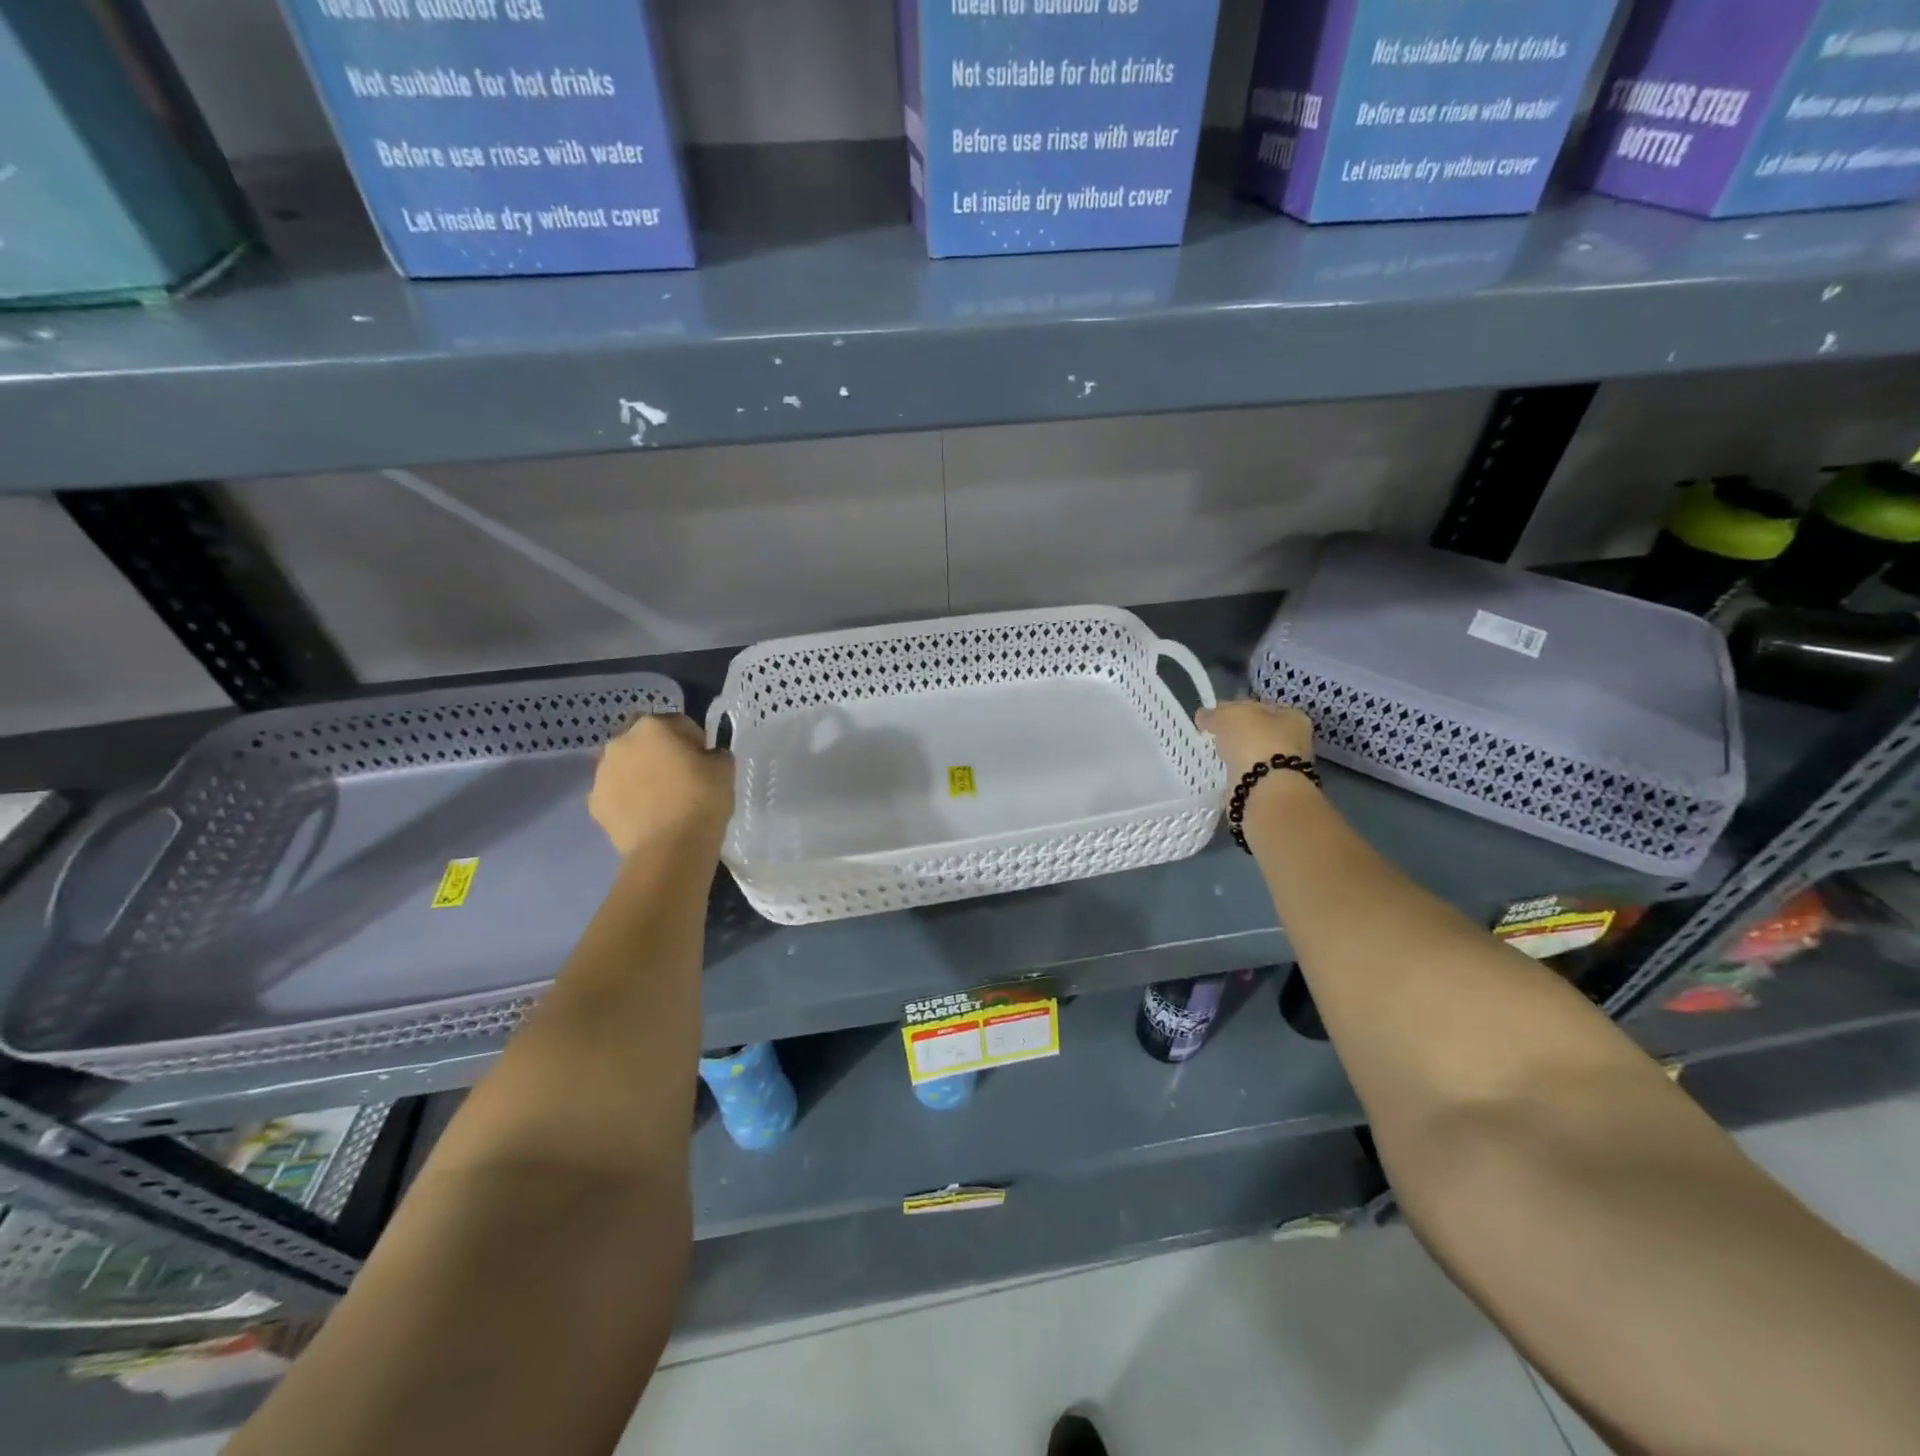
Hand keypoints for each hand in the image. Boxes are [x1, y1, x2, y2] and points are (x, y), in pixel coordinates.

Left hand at [589, 714, 734, 857]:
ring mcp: (602, 774)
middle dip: (660, 753)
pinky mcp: (594, 804)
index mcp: (652, 726)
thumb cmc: (701, 800)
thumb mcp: (724, 769)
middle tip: (681, 777)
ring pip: (626, 767)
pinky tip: (647, 816)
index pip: (678, 723)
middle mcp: (620, 743)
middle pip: (645, 741)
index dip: (695, 741)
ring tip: (662, 800)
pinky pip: (616, 794)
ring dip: (640, 774)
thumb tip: (707, 757)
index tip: (705, 761)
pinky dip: (628, 799)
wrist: (670, 849)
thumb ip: (715, 754)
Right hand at [1195, 699, 1313, 779]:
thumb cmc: (1254, 741)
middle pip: (1259, 731)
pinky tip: (1226, 772)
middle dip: (1238, 733)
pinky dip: (1239, 772)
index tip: (1216, 715)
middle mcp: (1295, 740)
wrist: (1265, 789)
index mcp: (1292, 716)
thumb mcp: (1228, 716)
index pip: (1260, 706)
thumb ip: (1214, 713)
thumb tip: (1203, 715)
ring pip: (1255, 754)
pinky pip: (1250, 773)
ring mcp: (1286, 766)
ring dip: (1239, 754)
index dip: (1236, 707)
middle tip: (1215, 735)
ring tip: (1218, 755)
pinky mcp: (1273, 787)